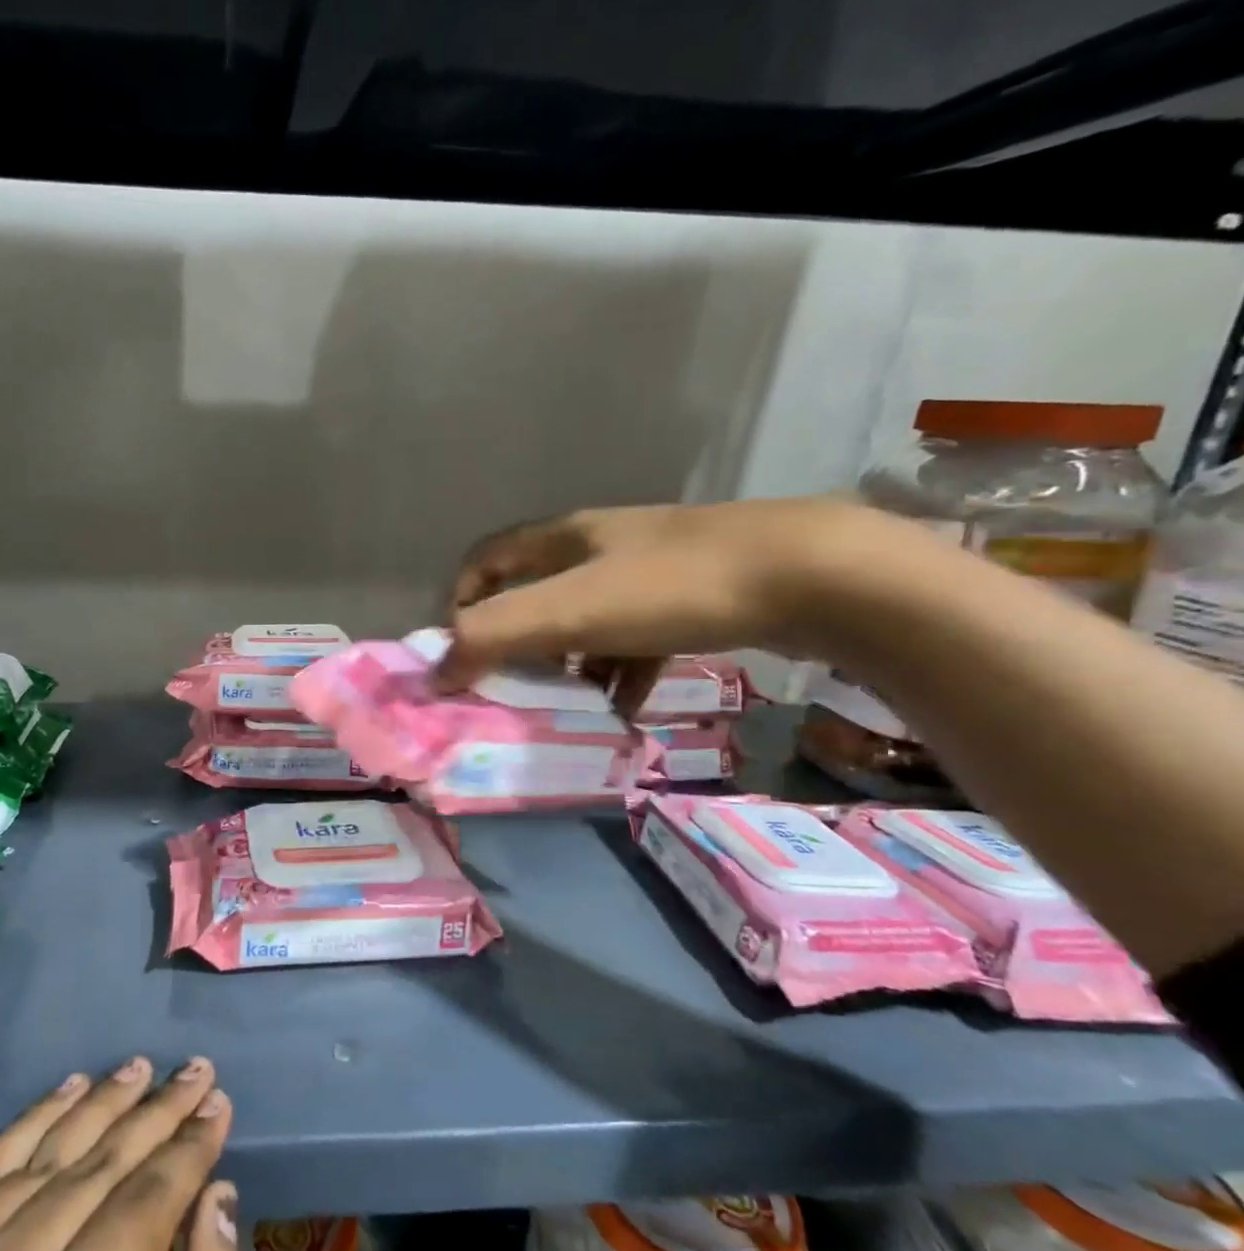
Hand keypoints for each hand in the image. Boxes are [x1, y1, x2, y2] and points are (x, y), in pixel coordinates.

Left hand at [0, 1057, 243, 1250]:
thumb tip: (217, 1205)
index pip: (140, 1209)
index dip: (188, 1152)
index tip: (222, 1104)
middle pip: (94, 1172)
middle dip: (155, 1115)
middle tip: (197, 1069)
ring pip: (37, 1160)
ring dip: (96, 1106)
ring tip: (140, 1068)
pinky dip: (28, 1127)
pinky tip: (65, 1090)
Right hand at [441, 498, 894, 709]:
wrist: (814, 576)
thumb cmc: (672, 586)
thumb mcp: (570, 610)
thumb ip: (493, 637)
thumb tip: (436, 674)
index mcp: (564, 537)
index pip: (486, 560)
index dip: (462, 601)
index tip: (462, 652)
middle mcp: (601, 548)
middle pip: (536, 596)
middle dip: (516, 645)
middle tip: (510, 691)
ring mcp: (650, 573)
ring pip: (586, 623)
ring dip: (568, 666)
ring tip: (566, 711)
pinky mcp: (692, 601)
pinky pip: (635, 643)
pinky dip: (620, 676)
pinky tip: (624, 713)